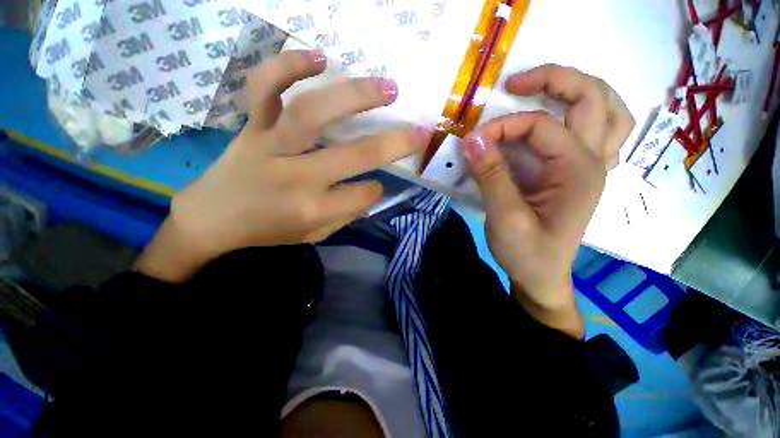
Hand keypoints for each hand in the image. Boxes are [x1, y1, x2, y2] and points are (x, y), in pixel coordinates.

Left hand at [134, 50, 427, 282]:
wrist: (212, 217)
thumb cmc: (267, 230)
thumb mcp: (313, 236)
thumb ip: (344, 216)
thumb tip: (370, 192)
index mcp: (313, 209)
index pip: (364, 194)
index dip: (376, 189)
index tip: (375, 184)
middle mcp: (296, 176)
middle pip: (354, 154)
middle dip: (395, 143)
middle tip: (419, 131)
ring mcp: (270, 144)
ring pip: (314, 112)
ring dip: (356, 96)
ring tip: (388, 87)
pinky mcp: (251, 124)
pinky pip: (264, 87)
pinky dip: (289, 65)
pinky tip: (319, 57)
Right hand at [462, 68, 632, 337]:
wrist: (541, 278)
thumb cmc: (527, 253)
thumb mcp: (505, 217)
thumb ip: (491, 176)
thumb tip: (472, 140)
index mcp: (578, 171)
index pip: (540, 126)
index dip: (502, 128)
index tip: (472, 143)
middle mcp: (594, 162)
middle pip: (594, 99)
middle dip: (555, 80)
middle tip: (516, 82)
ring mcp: (593, 168)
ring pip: (607, 112)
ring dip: (579, 92)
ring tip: (544, 89)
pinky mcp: (579, 176)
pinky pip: (598, 134)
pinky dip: (583, 117)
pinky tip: (562, 120)